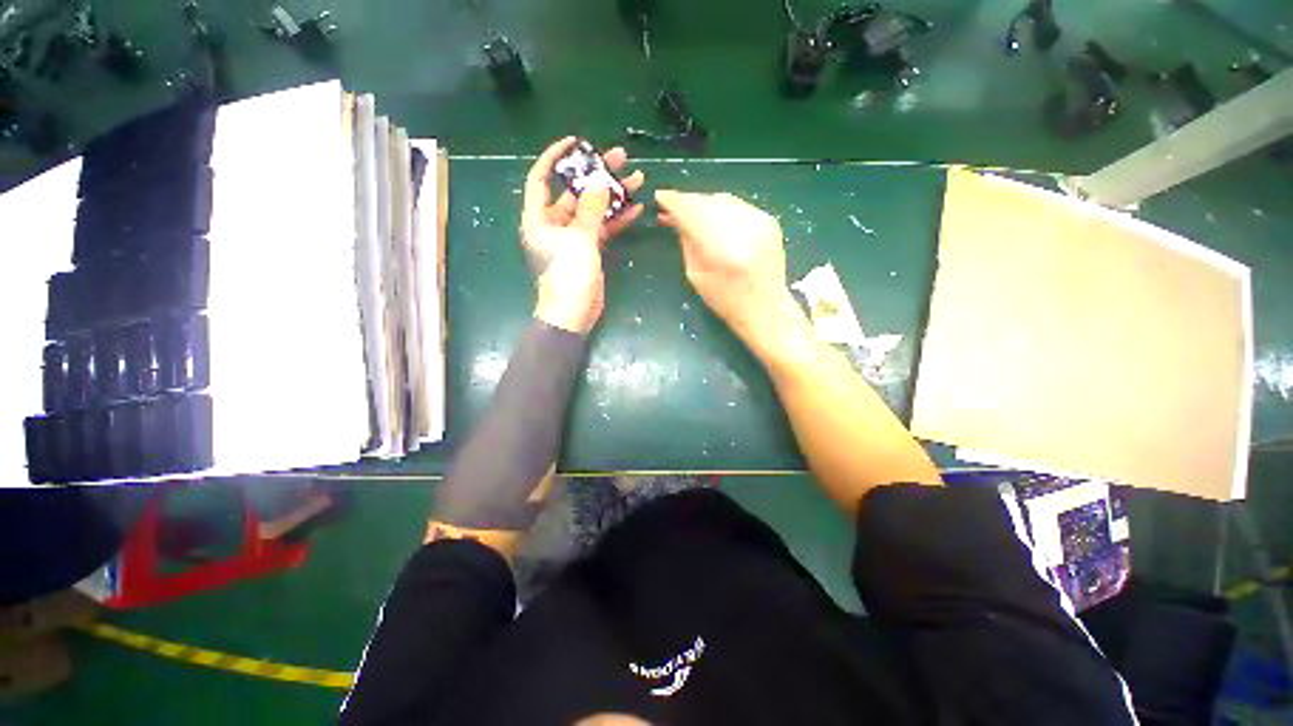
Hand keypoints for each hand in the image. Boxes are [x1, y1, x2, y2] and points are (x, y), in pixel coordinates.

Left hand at [522, 137, 644, 333]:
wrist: (573, 314)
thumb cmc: (567, 275)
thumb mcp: (579, 239)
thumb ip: (591, 210)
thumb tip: (600, 183)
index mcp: (539, 218)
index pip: (541, 179)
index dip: (555, 157)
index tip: (575, 142)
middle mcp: (554, 224)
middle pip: (575, 192)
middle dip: (596, 175)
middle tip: (620, 158)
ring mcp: (574, 238)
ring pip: (594, 210)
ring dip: (613, 196)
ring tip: (636, 179)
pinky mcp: (589, 251)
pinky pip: (603, 229)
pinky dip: (618, 219)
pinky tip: (636, 208)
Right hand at [656, 190, 798, 349]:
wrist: (765, 306)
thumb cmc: (725, 300)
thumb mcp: (695, 274)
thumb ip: (687, 242)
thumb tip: (677, 217)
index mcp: (719, 248)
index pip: (690, 211)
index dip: (672, 201)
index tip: (660, 198)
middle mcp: (742, 227)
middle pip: (706, 201)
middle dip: (687, 202)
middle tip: (673, 209)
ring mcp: (759, 220)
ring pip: (722, 199)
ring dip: (704, 204)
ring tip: (693, 215)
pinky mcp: (769, 220)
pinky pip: (737, 205)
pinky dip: (722, 209)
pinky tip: (715, 220)